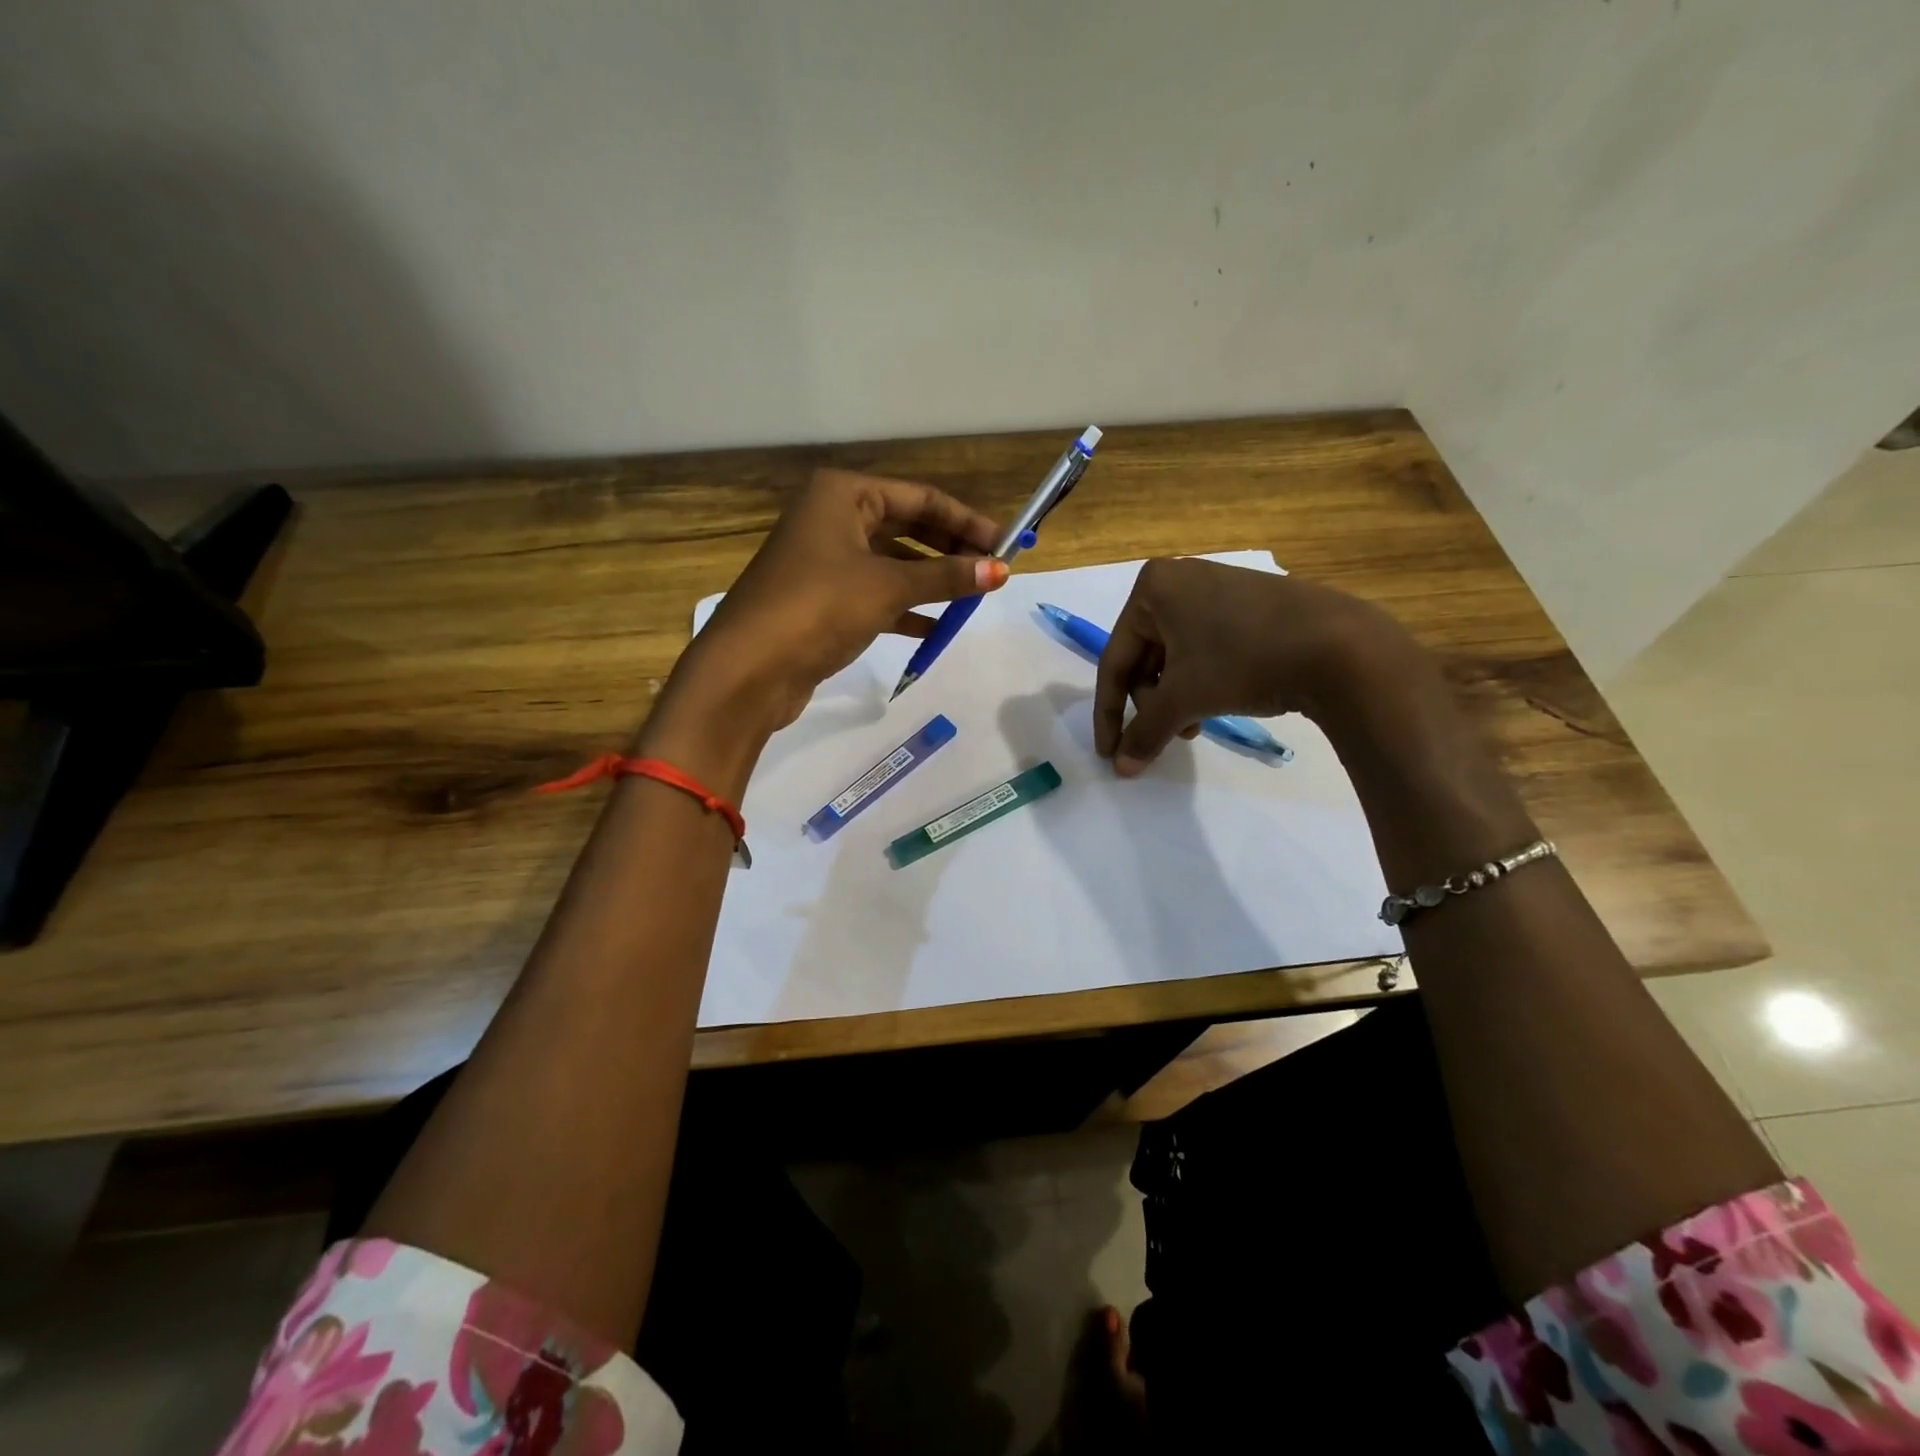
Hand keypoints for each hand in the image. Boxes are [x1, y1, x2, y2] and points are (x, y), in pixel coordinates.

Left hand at [668, 469, 1007, 737]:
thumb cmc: (819, 607)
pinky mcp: (823, 600)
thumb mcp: (889, 587)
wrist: (750, 669)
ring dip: (932, 580)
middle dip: (950, 550)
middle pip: (907, 527)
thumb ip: (946, 577)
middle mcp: (832, 518)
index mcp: (843, 494)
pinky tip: (937, 626)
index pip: (921, 498)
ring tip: (972, 598)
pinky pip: (876, 594)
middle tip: (993, 571)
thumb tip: (1001, 571)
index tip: (1006, 544)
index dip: (966, 521)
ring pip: (892, 563)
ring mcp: (825, 560)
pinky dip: (906, 608)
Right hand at [1092, 557, 1425, 775]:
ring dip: (1176, 698)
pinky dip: (1201, 680)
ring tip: (1193, 726)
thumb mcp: (1184, 699)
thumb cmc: (1244, 661)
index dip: (1109, 713)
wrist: (1342, 647)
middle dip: (1152, 704)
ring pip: (1175, 656)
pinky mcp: (1248, 603)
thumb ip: (1144, 733)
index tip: (1109, 753)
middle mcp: (1179, 578)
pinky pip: (1204, 647)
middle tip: (1168, 735)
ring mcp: (1216, 588)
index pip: (1115, 660)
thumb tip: (1121, 769)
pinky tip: (1217, 703)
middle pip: (1144, 658)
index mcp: (1151, 587)